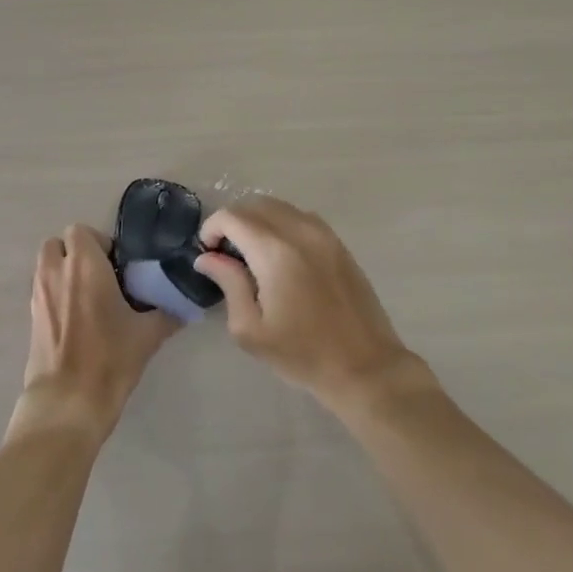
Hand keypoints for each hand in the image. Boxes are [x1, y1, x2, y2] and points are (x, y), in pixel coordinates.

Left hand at [10, 224, 179, 446]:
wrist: (68, 401)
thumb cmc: (109, 359)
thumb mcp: (148, 335)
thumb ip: (167, 313)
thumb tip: (184, 306)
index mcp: (84, 266)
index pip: (80, 230)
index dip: (99, 242)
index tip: (117, 265)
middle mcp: (56, 272)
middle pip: (58, 244)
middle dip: (77, 253)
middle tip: (101, 276)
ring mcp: (39, 295)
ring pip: (47, 266)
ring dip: (64, 271)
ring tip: (90, 297)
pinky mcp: (31, 317)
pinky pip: (43, 290)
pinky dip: (57, 293)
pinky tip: (78, 320)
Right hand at [193, 197, 422, 410]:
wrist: (365, 367)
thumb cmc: (302, 354)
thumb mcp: (251, 329)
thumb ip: (228, 283)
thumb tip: (207, 257)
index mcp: (275, 252)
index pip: (232, 217)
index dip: (212, 228)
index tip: (207, 253)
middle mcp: (301, 232)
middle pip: (256, 204)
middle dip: (233, 221)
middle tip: (225, 253)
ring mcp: (325, 235)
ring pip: (280, 207)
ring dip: (258, 220)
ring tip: (251, 253)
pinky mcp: (339, 244)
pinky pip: (302, 218)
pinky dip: (282, 224)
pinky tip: (279, 256)